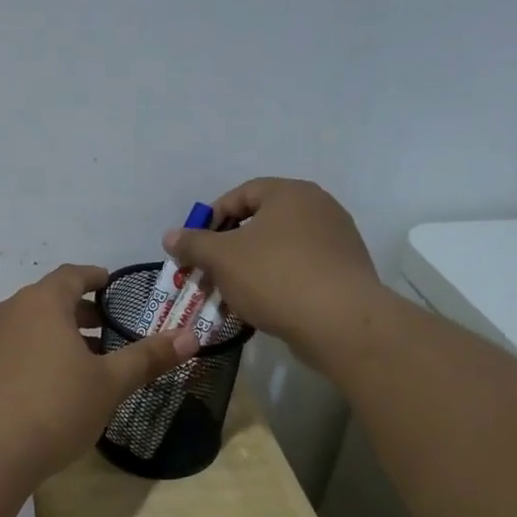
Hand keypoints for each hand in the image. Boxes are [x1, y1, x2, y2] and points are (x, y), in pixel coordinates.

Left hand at [0, 264, 197, 488]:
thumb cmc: (54, 408)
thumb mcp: (109, 384)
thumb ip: (148, 357)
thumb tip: (191, 336)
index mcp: (42, 302)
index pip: (71, 275)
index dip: (94, 277)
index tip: (110, 283)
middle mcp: (9, 312)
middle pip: (49, 299)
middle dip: (79, 310)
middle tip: (106, 326)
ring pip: (29, 325)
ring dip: (57, 334)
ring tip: (83, 360)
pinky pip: (12, 348)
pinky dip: (35, 353)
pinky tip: (49, 385)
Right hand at [162, 178, 379, 370]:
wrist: (341, 323)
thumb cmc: (275, 277)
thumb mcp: (222, 258)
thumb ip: (193, 243)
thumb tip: (170, 236)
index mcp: (290, 193)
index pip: (241, 194)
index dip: (211, 218)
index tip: (195, 247)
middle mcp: (319, 208)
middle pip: (261, 222)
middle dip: (229, 248)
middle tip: (209, 272)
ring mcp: (337, 240)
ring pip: (279, 248)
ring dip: (250, 267)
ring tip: (231, 294)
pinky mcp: (345, 272)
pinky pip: (300, 269)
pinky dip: (276, 282)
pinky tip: (262, 306)